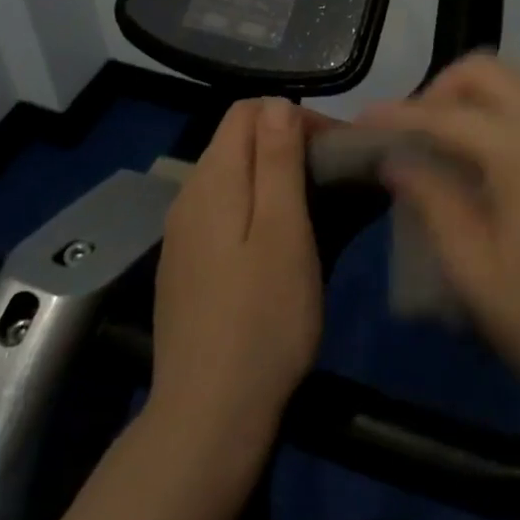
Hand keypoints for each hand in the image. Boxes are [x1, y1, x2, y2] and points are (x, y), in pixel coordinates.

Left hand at [148, 98, 325, 455]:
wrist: (208, 416)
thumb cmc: (262, 319)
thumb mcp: (283, 232)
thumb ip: (277, 161)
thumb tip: (278, 103)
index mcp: (212, 180)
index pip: (248, 111)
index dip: (294, 118)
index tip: (334, 151)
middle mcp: (188, 197)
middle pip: (238, 142)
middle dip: (289, 147)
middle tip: (337, 182)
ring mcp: (182, 234)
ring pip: (233, 179)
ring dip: (276, 179)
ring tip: (319, 211)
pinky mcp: (186, 266)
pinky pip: (224, 214)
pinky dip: (257, 210)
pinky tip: (281, 246)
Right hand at [360, 54, 519, 411]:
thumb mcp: (475, 267)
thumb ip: (431, 199)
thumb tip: (396, 159)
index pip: (445, 114)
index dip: (398, 116)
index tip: (362, 122)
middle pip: (486, 71)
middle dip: (438, 90)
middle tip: (411, 134)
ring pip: (514, 87)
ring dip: (470, 103)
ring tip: (440, 150)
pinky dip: (500, 120)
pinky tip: (485, 166)